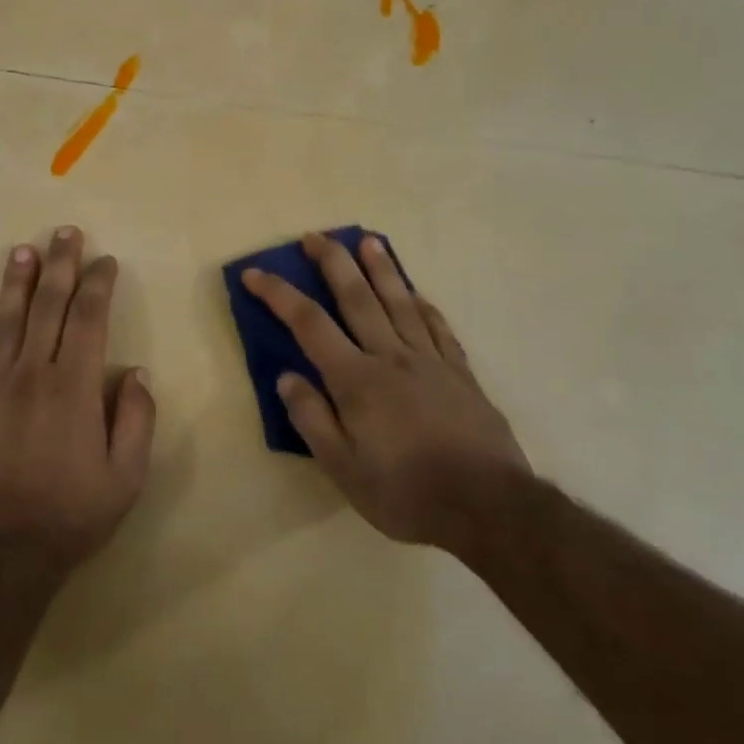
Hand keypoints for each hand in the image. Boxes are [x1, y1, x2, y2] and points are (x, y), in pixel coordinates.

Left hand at [0, 227, 155, 570]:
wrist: (1, 555)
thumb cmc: (72, 516)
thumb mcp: (127, 477)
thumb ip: (136, 419)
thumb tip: (136, 373)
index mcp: (75, 388)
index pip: (89, 319)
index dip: (98, 285)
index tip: (105, 261)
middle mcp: (33, 375)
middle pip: (48, 306)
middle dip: (60, 265)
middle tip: (65, 233)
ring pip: (6, 321)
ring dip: (16, 282)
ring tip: (24, 249)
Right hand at [243, 233, 530, 548]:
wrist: (487, 507)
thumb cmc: (405, 492)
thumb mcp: (343, 468)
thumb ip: (312, 419)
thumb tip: (286, 378)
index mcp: (357, 380)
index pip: (309, 324)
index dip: (279, 294)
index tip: (256, 273)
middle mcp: (391, 358)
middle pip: (358, 298)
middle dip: (333, 263)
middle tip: (315, 236)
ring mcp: (430, 362)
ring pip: (400, 303)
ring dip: (382, 269)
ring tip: (369, 241)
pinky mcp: (460, 373)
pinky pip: (438, 328)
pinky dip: (424, 305)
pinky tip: (417, 293)